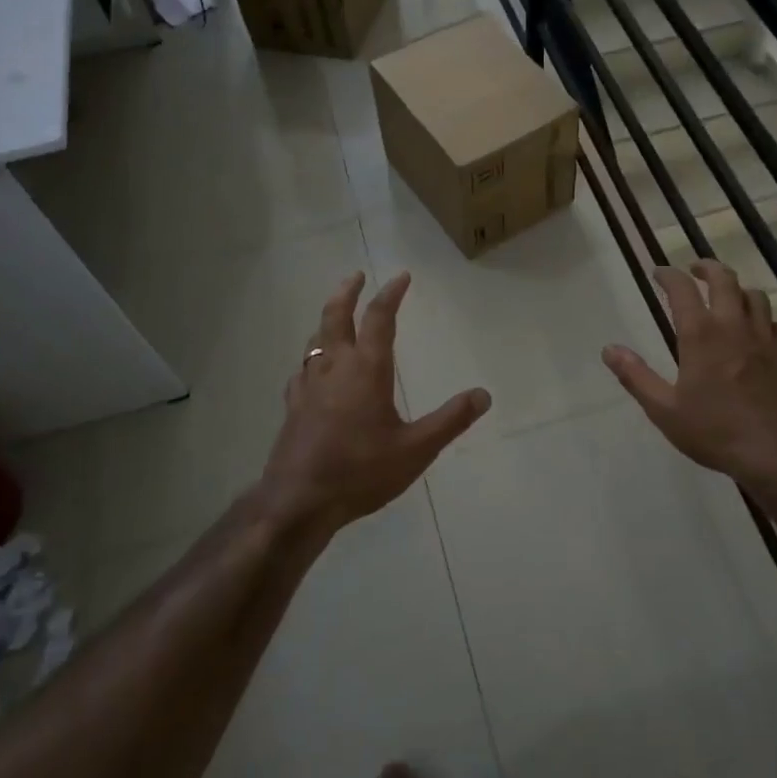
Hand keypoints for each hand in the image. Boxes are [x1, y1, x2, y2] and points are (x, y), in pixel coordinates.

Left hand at [259, 271, 489, 531]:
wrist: (298, 501)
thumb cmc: (360, 472)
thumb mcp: (416, 449)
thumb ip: (450, 420)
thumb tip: (483, 395)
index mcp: (366, 370)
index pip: (379, 319)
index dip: (391, 294)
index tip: (401, 277)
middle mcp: (334, 368)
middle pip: (336, 317)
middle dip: (348, 292)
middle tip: (357, 276)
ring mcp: (308, 386)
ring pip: (316, 340)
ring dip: (328, 320)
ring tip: (338, 317)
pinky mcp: (293, 407)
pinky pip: (302, 370)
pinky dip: (313, 358)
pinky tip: (313, 371)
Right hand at [601, 262, 776, 484]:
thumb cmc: (715, 431)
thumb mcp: (664, 409)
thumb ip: (635, 376)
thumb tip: (609, 349)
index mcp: (700, 335)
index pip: (682, 289)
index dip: (668, 275)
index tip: (658, 273)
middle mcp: (733, 325)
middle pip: (724, 279)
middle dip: (706, 268)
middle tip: (694, 270)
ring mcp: (765, 337)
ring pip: (754, 295)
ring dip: (737, 289)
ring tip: (726, 296)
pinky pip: (775, 323)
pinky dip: (763, 319)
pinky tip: (757, 331)